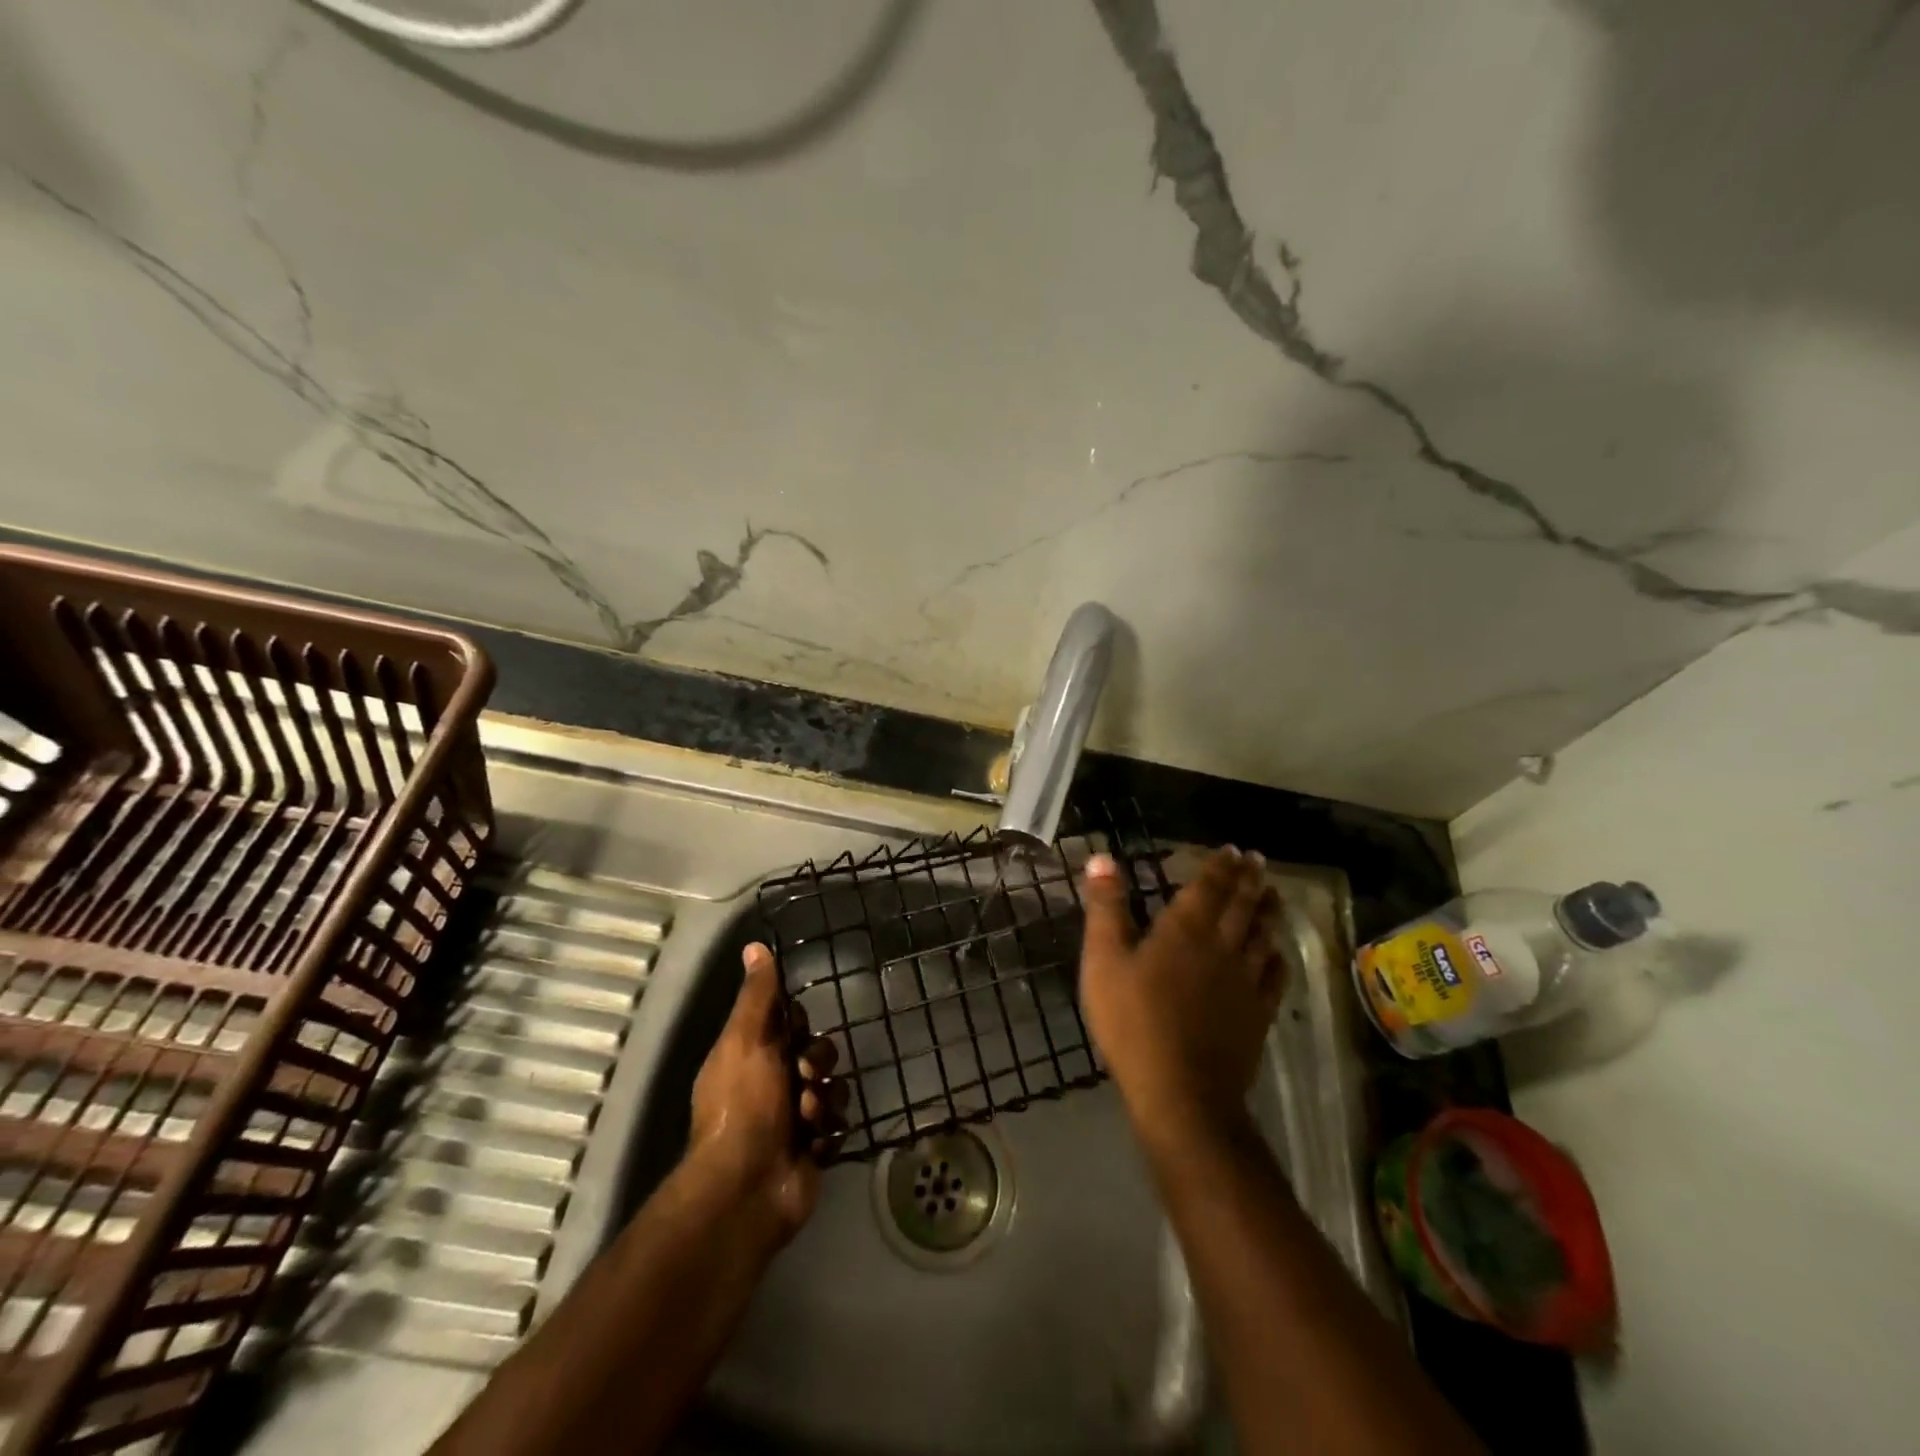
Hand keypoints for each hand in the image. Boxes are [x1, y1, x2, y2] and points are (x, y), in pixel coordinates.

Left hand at [688, 942, 842, 1240]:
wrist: (749, 1186)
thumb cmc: (744, 1104)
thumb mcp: (746, 1041)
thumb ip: (757, 996)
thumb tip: (755, 946)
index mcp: (753, 1056)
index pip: (789, 1023)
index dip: (798, 1024)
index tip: (797, 1031)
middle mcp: (773, 1083)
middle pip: (818, 1052)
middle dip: (818, 1062)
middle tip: (806, 1077)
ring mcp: (795, 1118)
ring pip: (833, 1087)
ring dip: (824, 1099)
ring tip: (807, 1118)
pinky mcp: (814, 1147)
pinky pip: (838, 1124)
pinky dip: (828, 1131)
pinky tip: (814, 1142)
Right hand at [1078, 847, 1287, 1149]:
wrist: (1181, 1092)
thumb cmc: (1133, 1021)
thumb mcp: (1103, 960)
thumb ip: (1106, 907)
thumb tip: (1103, 857)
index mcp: (1185, 929)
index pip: (1209, 887)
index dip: (1221, 866)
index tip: (1233, 850)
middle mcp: (1222, 946)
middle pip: (1242, 905)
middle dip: (1249, 880)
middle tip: (1258, 862)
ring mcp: (1245, 981)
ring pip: (1262, 935)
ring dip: (1268, 910)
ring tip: (1273, 894)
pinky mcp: (1258, 1014)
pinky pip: (1274, 976)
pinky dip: (1277, 956)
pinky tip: (1277, 953)